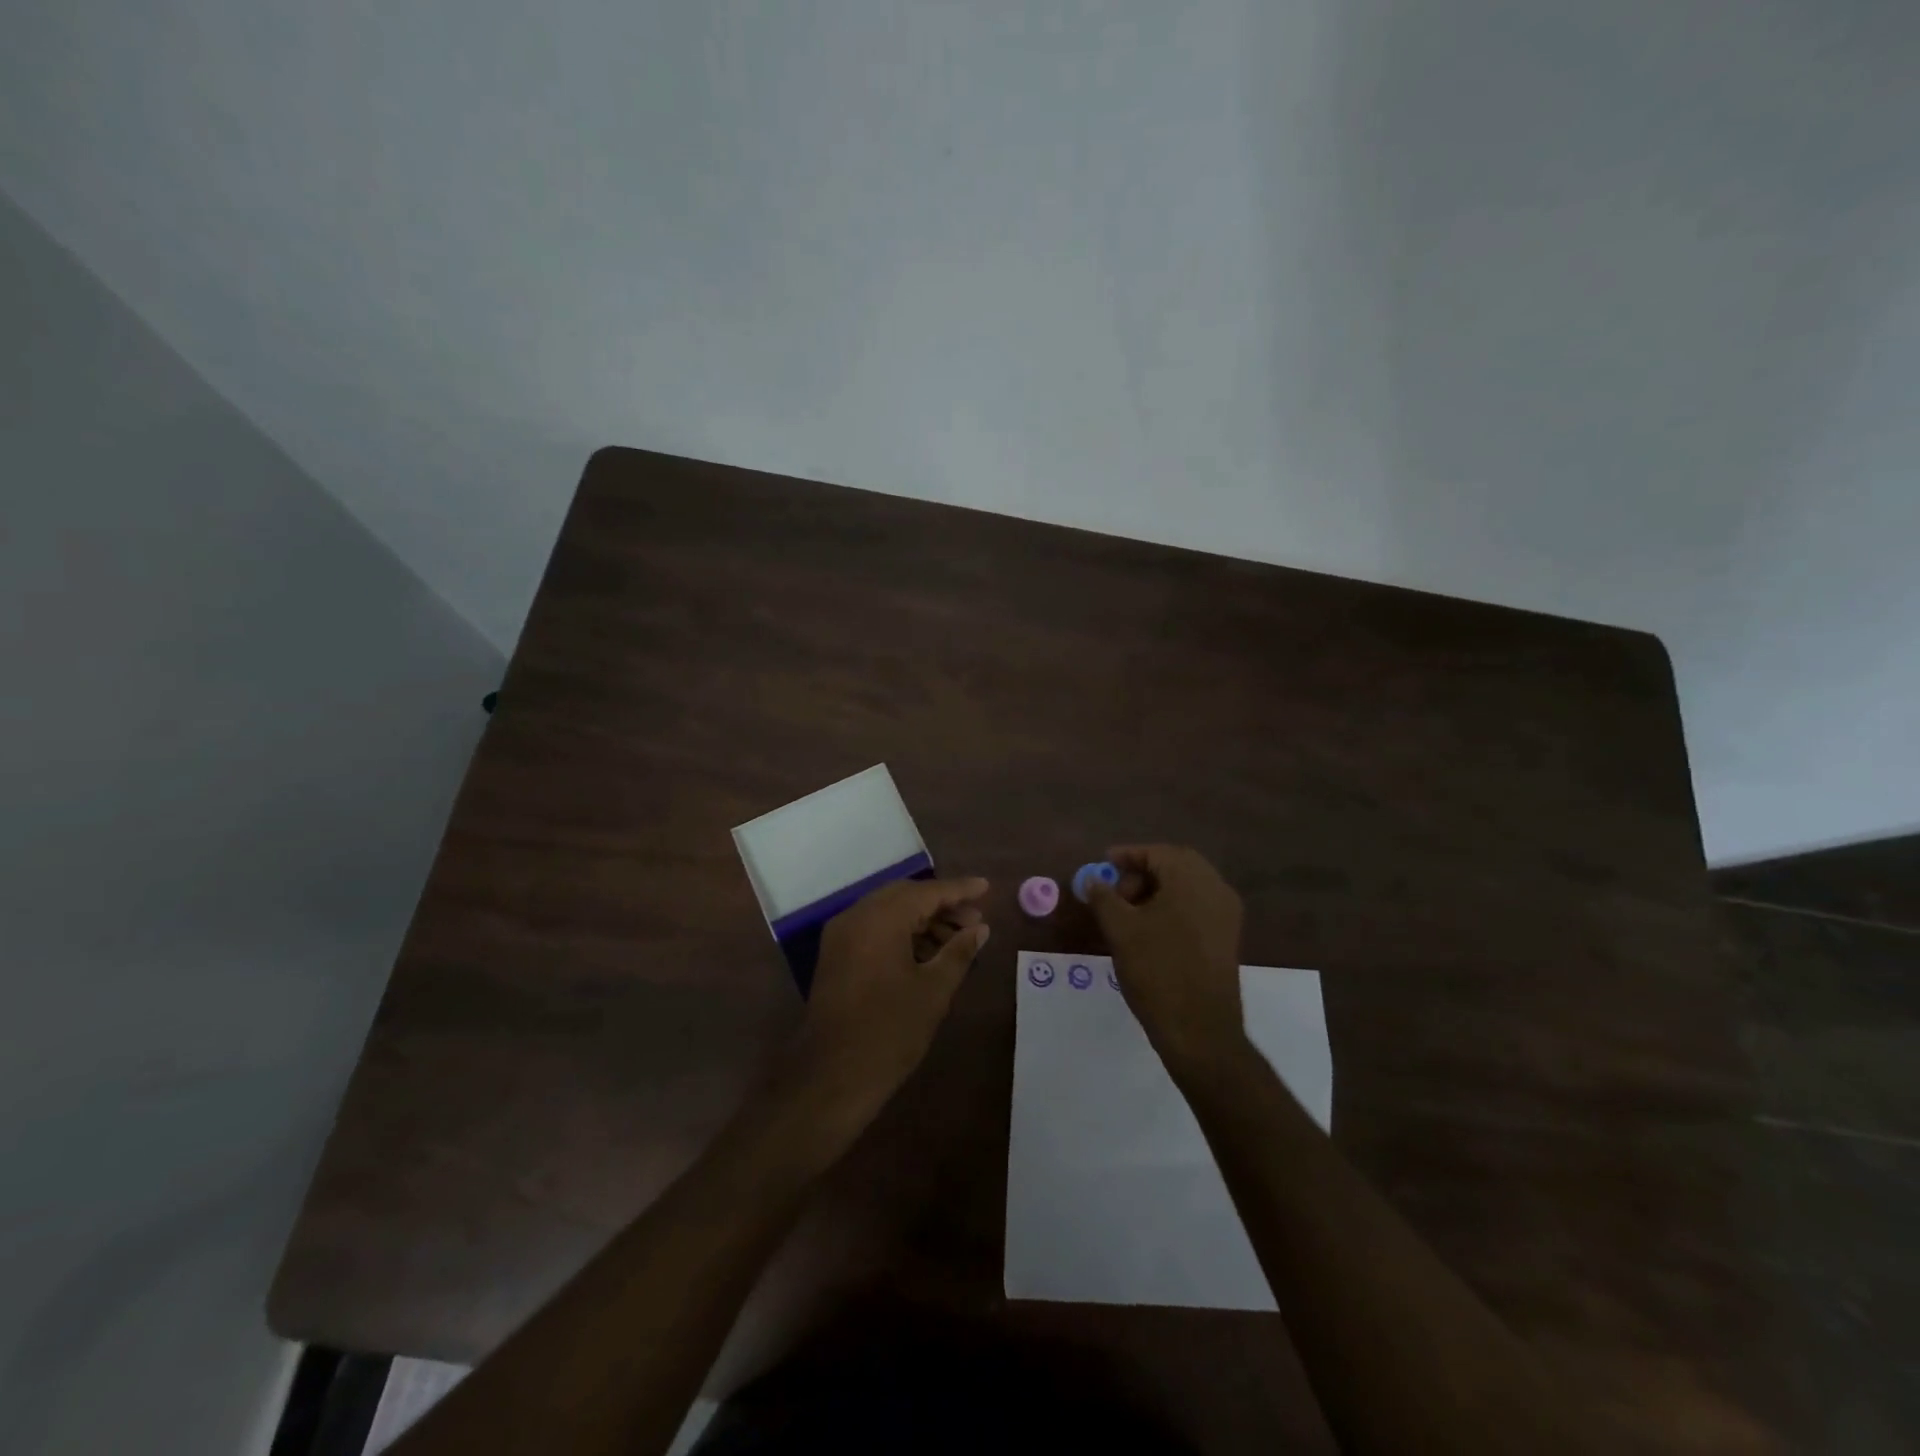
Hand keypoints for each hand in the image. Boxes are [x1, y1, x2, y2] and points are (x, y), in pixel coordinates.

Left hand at [790, 876, 990, 1125]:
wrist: (831, 1077)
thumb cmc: (890, 1031)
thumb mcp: (934, 990)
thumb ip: (959, 952)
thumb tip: (980, 929)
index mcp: (880, 918)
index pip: (927, 892)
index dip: (959, 890)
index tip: (986, 887)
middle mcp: (856, 916)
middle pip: (906, 897)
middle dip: (941, 905)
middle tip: (975, 920)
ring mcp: (841, 935)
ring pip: (889, 913)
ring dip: (923, 921)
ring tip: (958, 941)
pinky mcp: (836, 955)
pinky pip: (874, 929)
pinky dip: (902, 934)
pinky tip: (928, 954)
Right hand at [1085, 845, 1246, 1079]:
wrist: (1199, 1030)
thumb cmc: (1157, 971)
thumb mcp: (1120, 930)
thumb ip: (1103, 897)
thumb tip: (1093, 880)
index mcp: (1192, 879)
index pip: (1158, 853)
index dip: (1127, 855)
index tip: (1103, 864)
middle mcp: (1216, 889)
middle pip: (1176, 865)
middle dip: (1142, 872)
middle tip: (1116, 891)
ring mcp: (1226, 915)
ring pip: (1187, 887)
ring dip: (1157, 890)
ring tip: (1128, 914)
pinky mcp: (1227, 938)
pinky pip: (1197, 907)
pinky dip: (1173, 907)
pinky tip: (1150, 930)